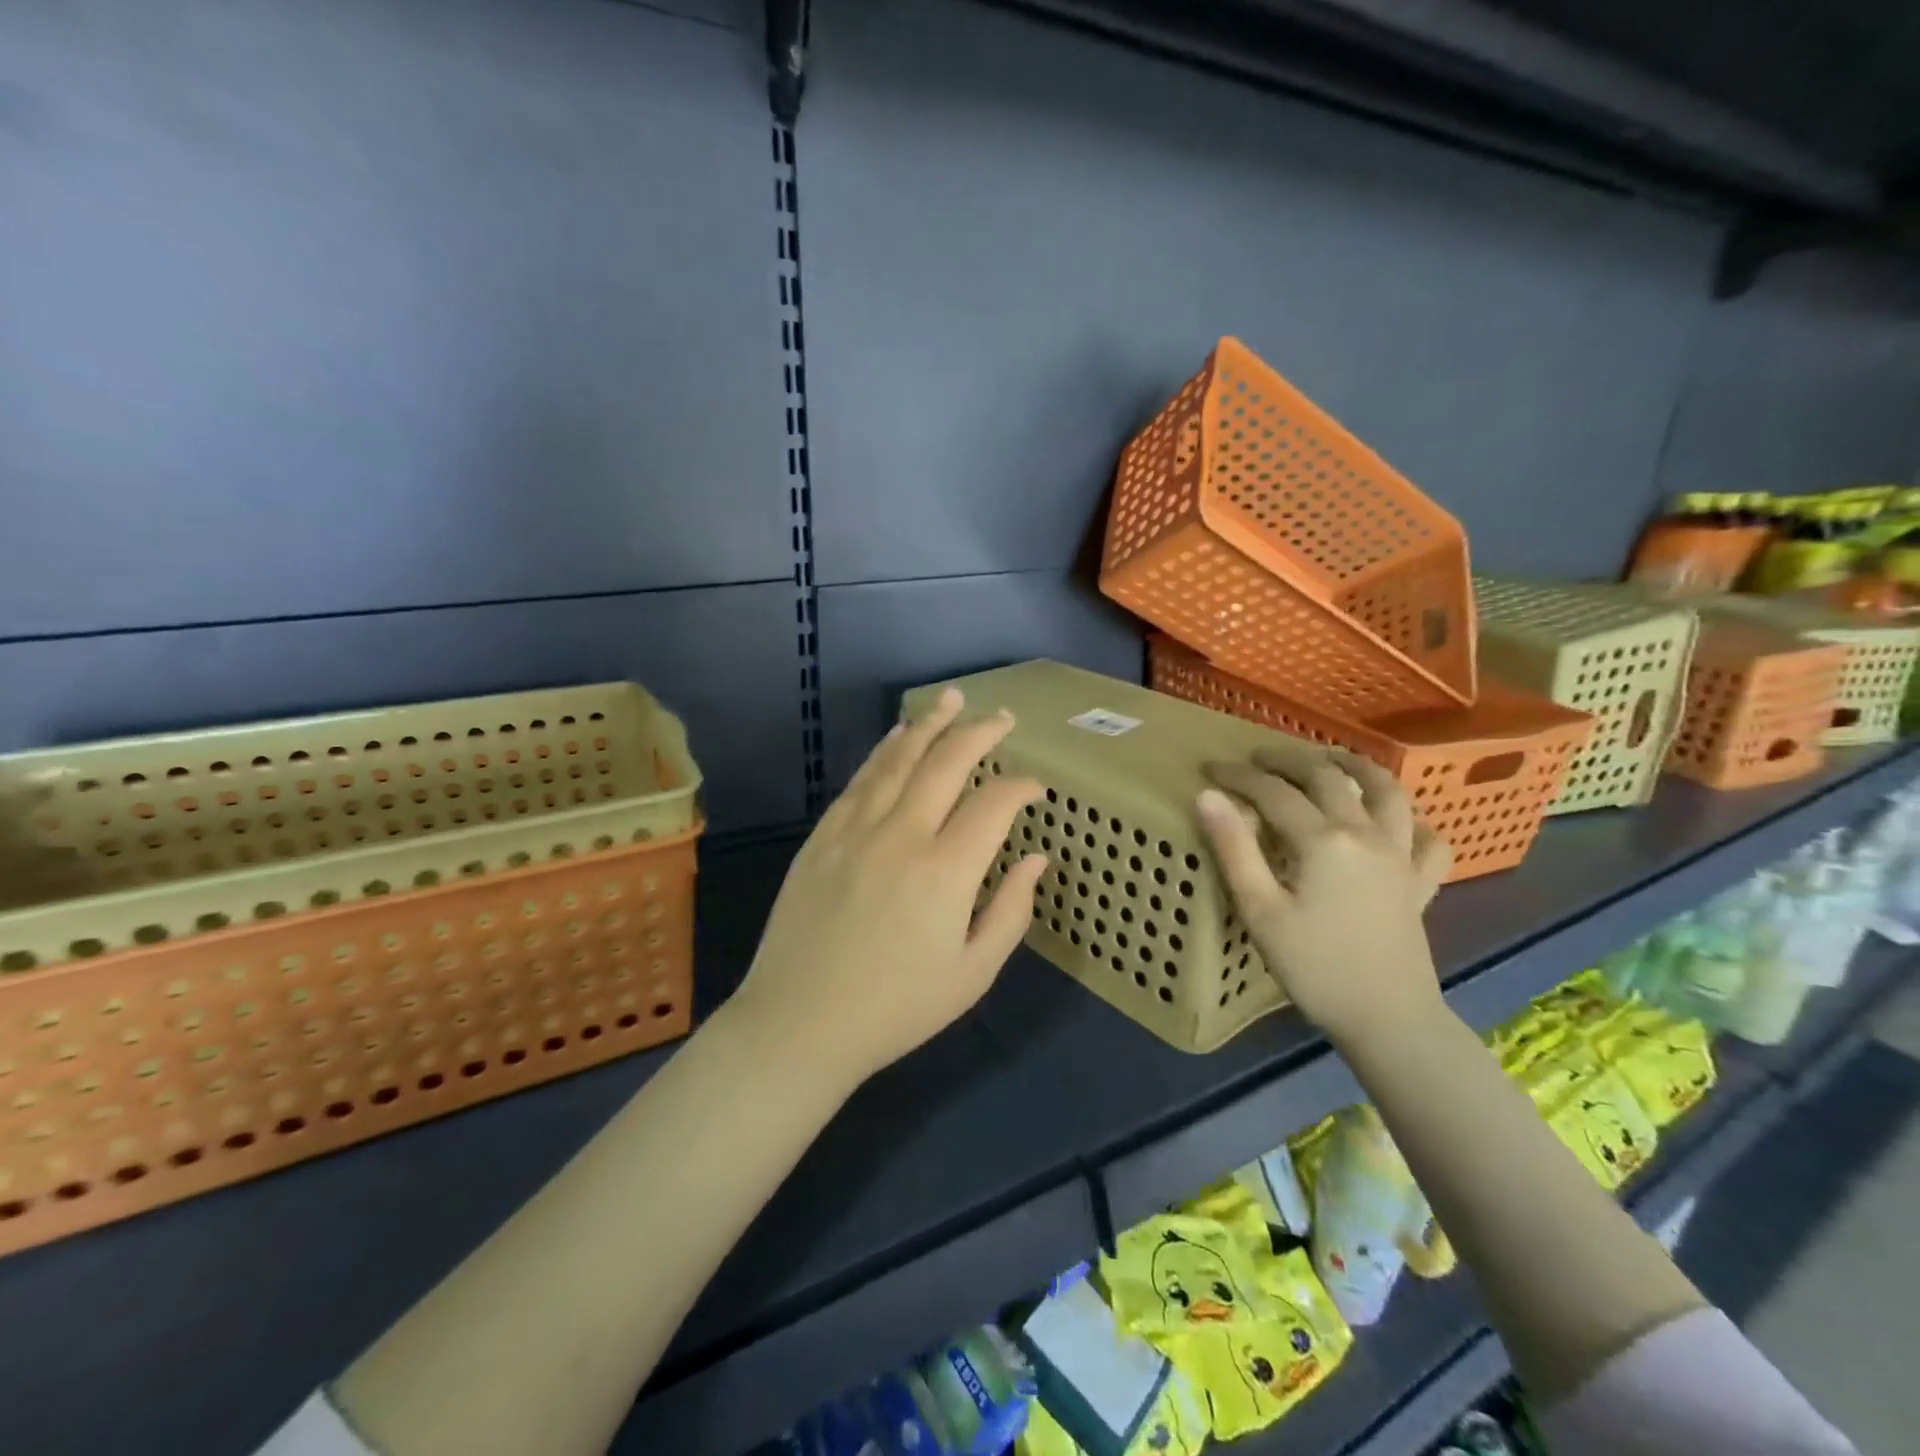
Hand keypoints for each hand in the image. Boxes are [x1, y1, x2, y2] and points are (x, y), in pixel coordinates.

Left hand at [728, 688, 1046, 1092]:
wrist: (801, 1023)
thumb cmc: (897, 1008)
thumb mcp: (972, 974)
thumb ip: (1011, 911)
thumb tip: (1036, 859)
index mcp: (946, 870)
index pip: (994, 803)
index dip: (1022, 787)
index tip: (1036, 788)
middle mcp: (902, 834)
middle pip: (947, 762)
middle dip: (980, 733)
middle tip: (1003, 717)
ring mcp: (856, 829)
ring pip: (899, 758)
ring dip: (930, 724)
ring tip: (953, 699)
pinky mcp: (823, 835)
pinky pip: (860, 779)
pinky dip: (885, 751)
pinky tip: (897, 736)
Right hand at [1195, 746, 1449, 1048]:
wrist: (1388, 1020)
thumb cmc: (1314, 967)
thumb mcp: (1260, 910)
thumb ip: (1233, 848)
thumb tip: (1206, 796)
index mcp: (1323, 840)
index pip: (1273, 792)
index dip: (1238, 776)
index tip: (1210, 769)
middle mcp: (1366, 833)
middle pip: (1326, 778)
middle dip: (1288, 760)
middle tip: (1258, 757)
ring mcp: (1401, 856)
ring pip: (1386, 791)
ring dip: (1356, 766)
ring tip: (1331, 759)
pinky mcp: (1420, 882)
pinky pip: (1427, 837)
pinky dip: (1413, 819)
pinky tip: (1397, 819)